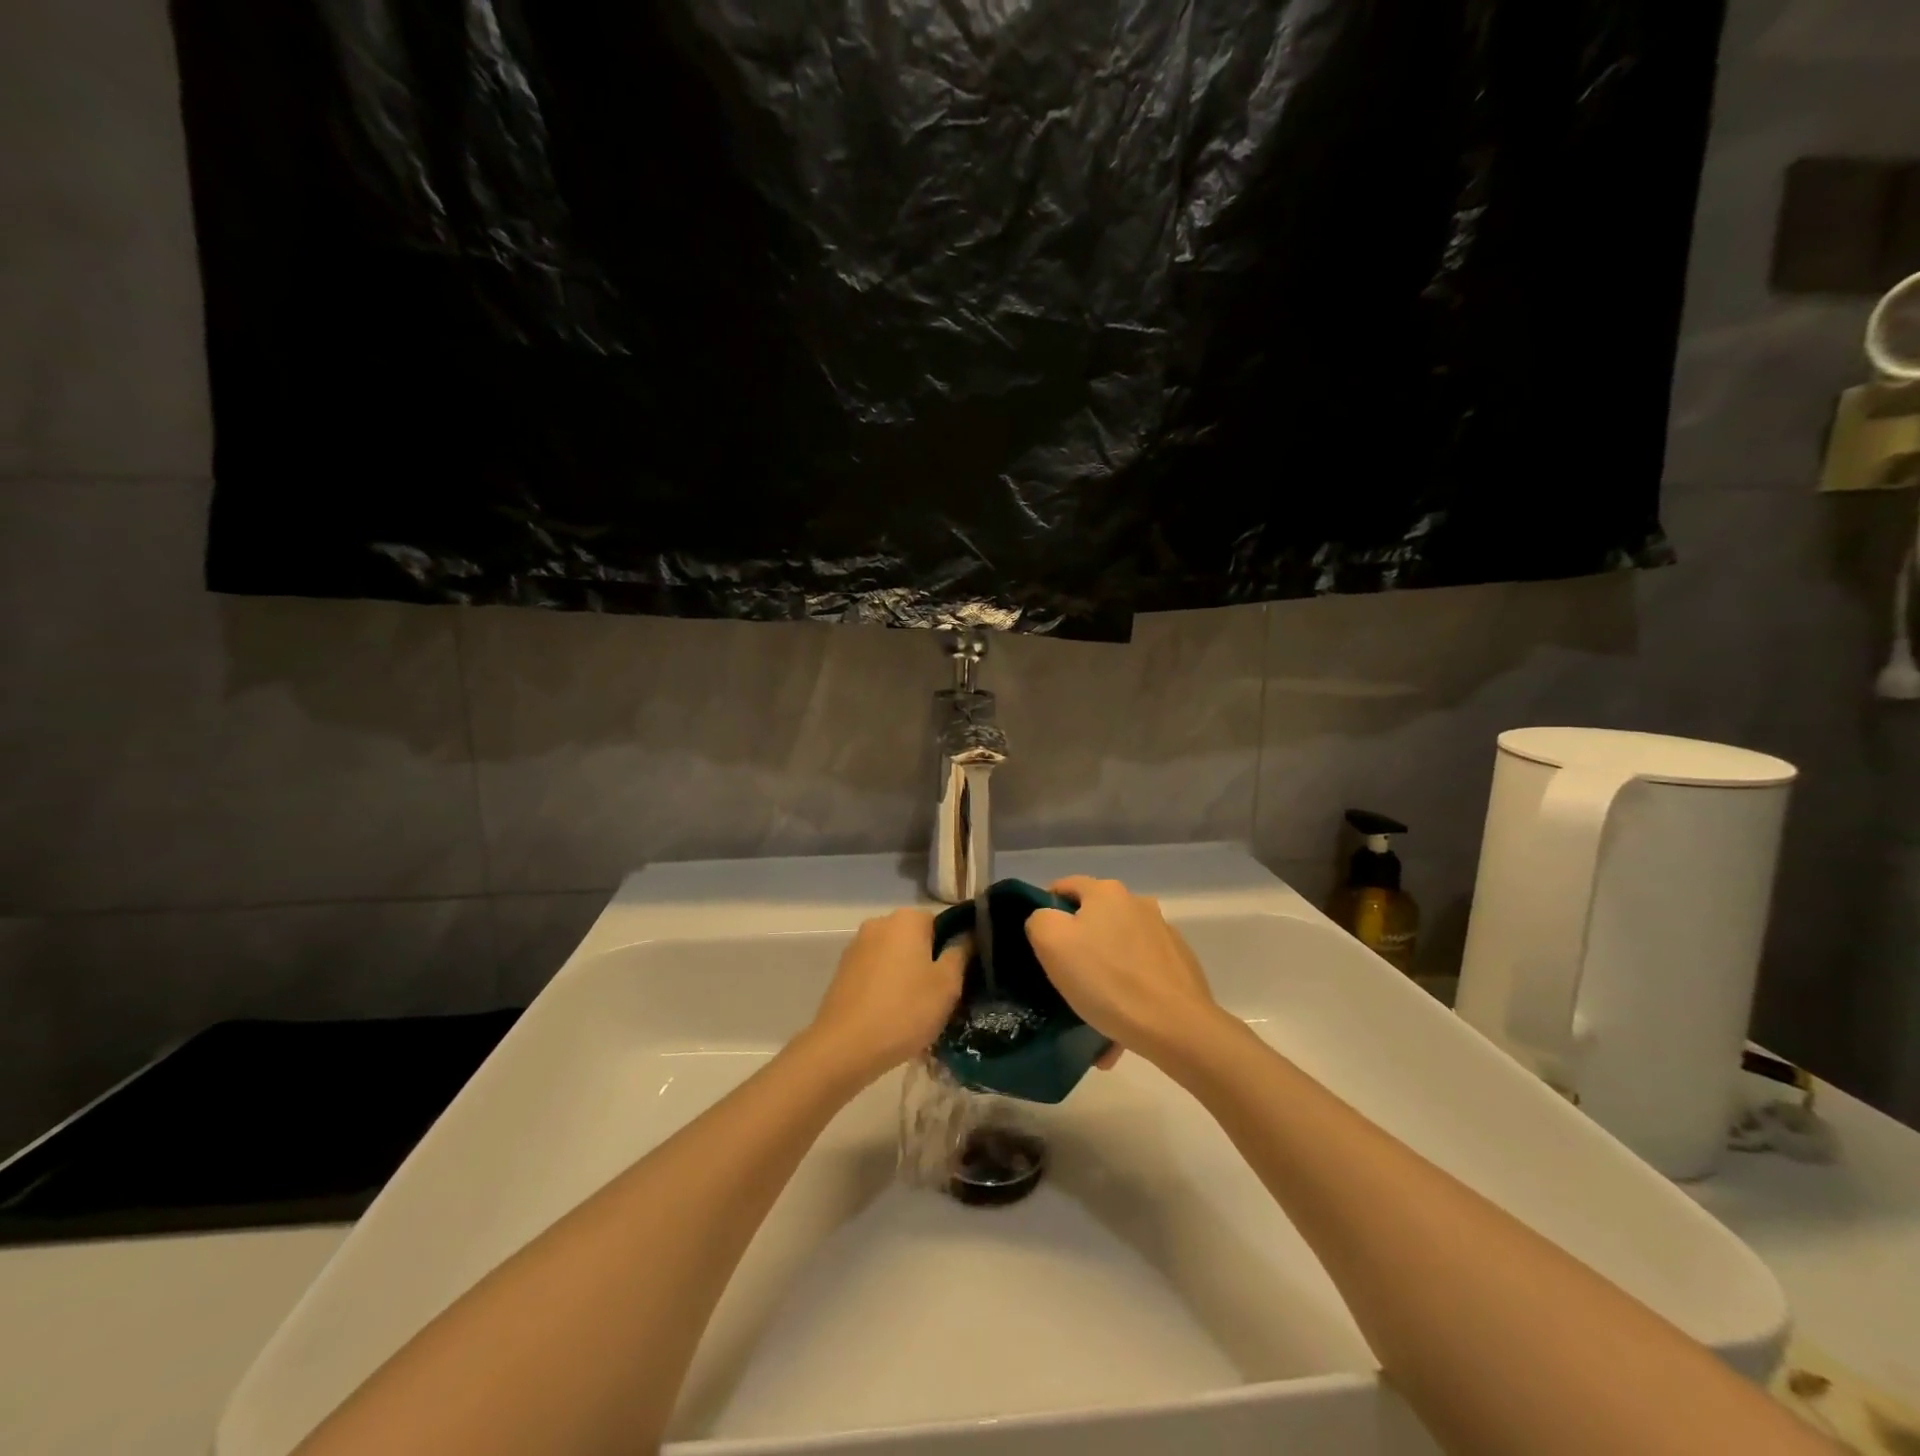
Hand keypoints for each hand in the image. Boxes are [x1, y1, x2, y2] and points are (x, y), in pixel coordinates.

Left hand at [806, 909, 966, 1080]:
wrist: (844, 1047)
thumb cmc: (905, 1010)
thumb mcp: (947, 985)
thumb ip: (960, 954)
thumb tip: (967, 936)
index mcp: (906, 919)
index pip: (940, 923)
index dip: (952, 948)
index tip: (956, 977)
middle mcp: (879, 923)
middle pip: (915, 939)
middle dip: (927, 962)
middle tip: (939, 997)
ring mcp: (856, 947)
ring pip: (894, 958)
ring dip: (906, 977)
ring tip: (915, 1012)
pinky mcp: (842, 971)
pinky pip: (875, 973)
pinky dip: (885, 988)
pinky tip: (891, 1016)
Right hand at [1025, 877, 1222, 1063]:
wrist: (1176, 1026)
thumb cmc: (1107, 979)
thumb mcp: (1052, 943)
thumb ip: (1039, 920)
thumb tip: (1047, 920)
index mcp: (1106, 891)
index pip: (1064, 887)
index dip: (1045, 910)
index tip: (1038, 944)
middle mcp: (1137, 903)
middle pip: (1093, 918)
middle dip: (1077, 944)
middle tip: (1063, 977)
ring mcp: (1163, 933)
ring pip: (1117, 948)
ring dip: (1102, 972)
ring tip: (1091, 1009)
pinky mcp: (1179, 964)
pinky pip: (1140, 972)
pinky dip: (1126, 990)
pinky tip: (1118, 1023)